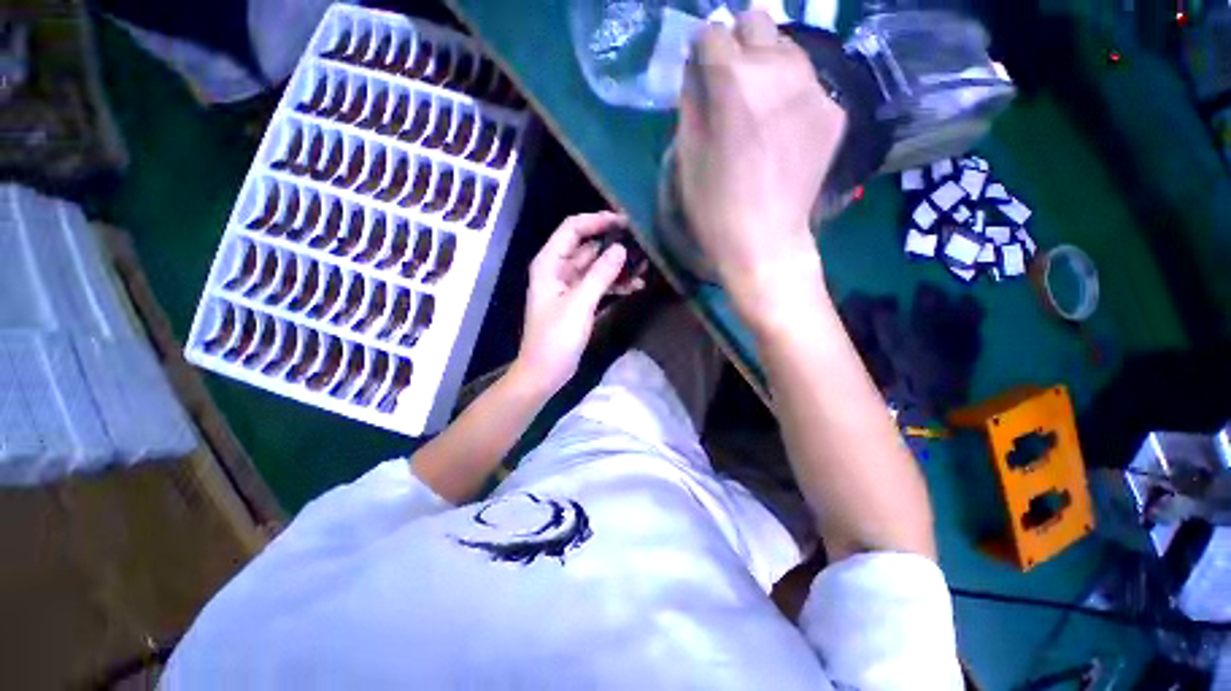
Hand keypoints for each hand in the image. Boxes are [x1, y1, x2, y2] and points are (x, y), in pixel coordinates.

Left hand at [514, 212, 643, 394]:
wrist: (546, 372)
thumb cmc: (556, 338)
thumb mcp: (579, 304)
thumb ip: (600, 275)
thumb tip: (621, 249)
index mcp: (550, 263)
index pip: (573, 229)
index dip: (598, 221)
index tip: (625, 223)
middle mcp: (558, 270)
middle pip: (587, 246)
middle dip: (613, 245)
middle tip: (641, 246)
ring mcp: (569, 287)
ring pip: (596, 267)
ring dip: (617, 266)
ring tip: (644, 266)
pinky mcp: (579, 302)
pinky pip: (598, 285)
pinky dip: (614, 284)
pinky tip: (635, 286)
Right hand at [677, 11, 845, 313]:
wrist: (764, 242)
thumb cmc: (714, 207)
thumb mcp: (687, 156)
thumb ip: (690, 102)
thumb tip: (695, 70)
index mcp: (735, 80)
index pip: (712, 34)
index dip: (701, 52)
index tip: (700, 72)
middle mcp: (780, 69)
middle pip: (757, 22)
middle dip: (738, 43)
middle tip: (729, 81)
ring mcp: (814, 88)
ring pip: (787, 48)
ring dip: (767, 65)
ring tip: (757, 105)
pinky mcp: (835, 111)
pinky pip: (808, 84)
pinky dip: (791, 94)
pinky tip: (782, 129)